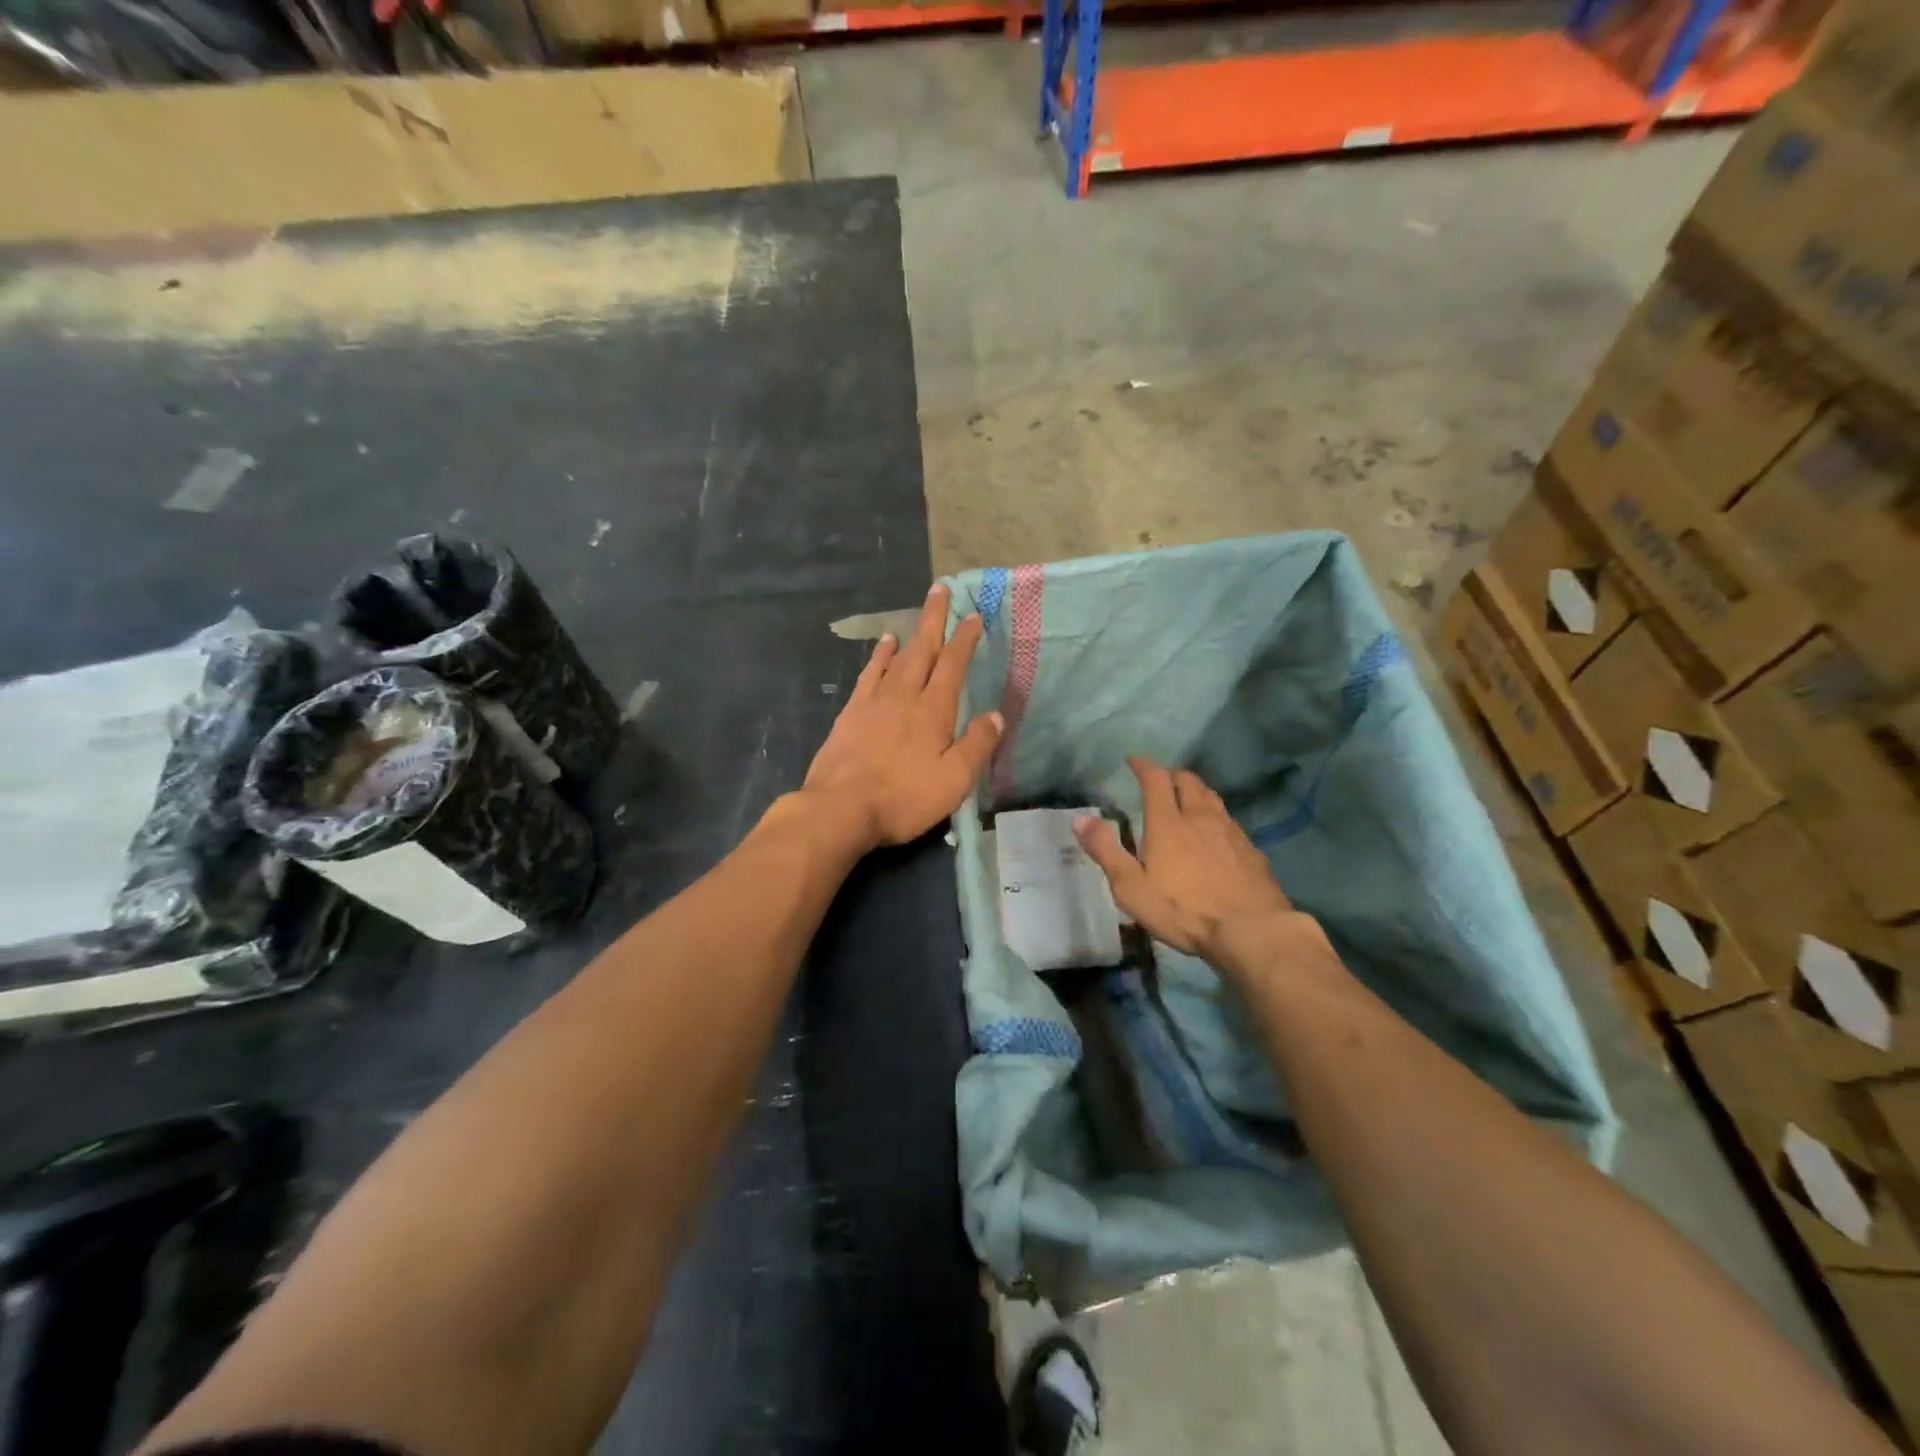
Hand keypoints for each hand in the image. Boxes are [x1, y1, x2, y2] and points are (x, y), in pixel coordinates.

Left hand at [802, 584, 1002, 852]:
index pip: (953, 665)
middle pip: (922, 649)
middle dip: (934, 619)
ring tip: (917, 616)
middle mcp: (904, 696)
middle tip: (940, 589)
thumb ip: (978, 745)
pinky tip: (882, 647)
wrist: (841, 808)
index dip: (964, 639)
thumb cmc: (904, 797)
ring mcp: (874, 702)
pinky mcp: (850, 714)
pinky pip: (868, 674)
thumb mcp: (955, 779)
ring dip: (910, 634)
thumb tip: (996, 715)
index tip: (973, 617)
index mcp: (934, 710)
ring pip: (896, 658)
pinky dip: (878, 656)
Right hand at [1075, 757, 1302, 971]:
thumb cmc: (1183, 910)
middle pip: (1188, 781)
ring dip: (1196, 791)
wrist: (1252, 930)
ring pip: (1212, 797)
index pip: (1156, 779)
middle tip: (1161, 779)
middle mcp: (1200, 817)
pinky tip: (1215, 833)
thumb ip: (1106, 851)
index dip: (1144, 766)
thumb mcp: (1131, 887)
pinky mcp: (1251, 850)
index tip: (1134, 760)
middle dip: (1172, 774)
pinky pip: (1229, 821)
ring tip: (1187, 798)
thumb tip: (1080, 819)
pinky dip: (1216, 816)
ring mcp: (1230, 832)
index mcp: (1168, 823)